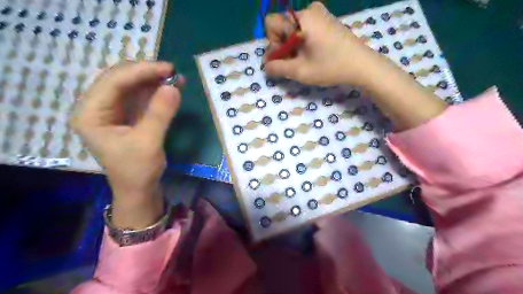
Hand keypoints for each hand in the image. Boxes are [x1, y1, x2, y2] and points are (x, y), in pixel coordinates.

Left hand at [69, 61, 181, 228]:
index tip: (168, 69)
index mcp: (91, 114)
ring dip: (154, 81)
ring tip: (176, 78)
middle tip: (173, 73)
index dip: (141, 71)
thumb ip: (160, 114)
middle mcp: (98, 107)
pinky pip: (141, 96)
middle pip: (120, 79)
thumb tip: (173, 87)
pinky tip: (171, 88)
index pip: (113, 82)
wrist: (139, 189)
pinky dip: (156, 91)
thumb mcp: (148, 142)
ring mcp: (113, 110)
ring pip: (132, 86)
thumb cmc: (137, 170)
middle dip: (147, 74)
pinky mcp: (128, 115)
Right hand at [266, 1, 380, 85]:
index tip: (282, 58)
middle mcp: (308, 10)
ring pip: (293, 27)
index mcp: (300, 18)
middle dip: (282, 45)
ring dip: (292, 45)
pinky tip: (312, 54)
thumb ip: (277, 68)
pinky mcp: (326, 19)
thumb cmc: (330, 67)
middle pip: (282, 25)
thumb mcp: (300, 71)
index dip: (272, 43)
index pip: (271, 23)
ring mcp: (320, 13)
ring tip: (303, 60)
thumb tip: (266, 65)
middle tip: (292, 63)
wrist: (362, 65)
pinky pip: (305, 27)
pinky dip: (302, 41)